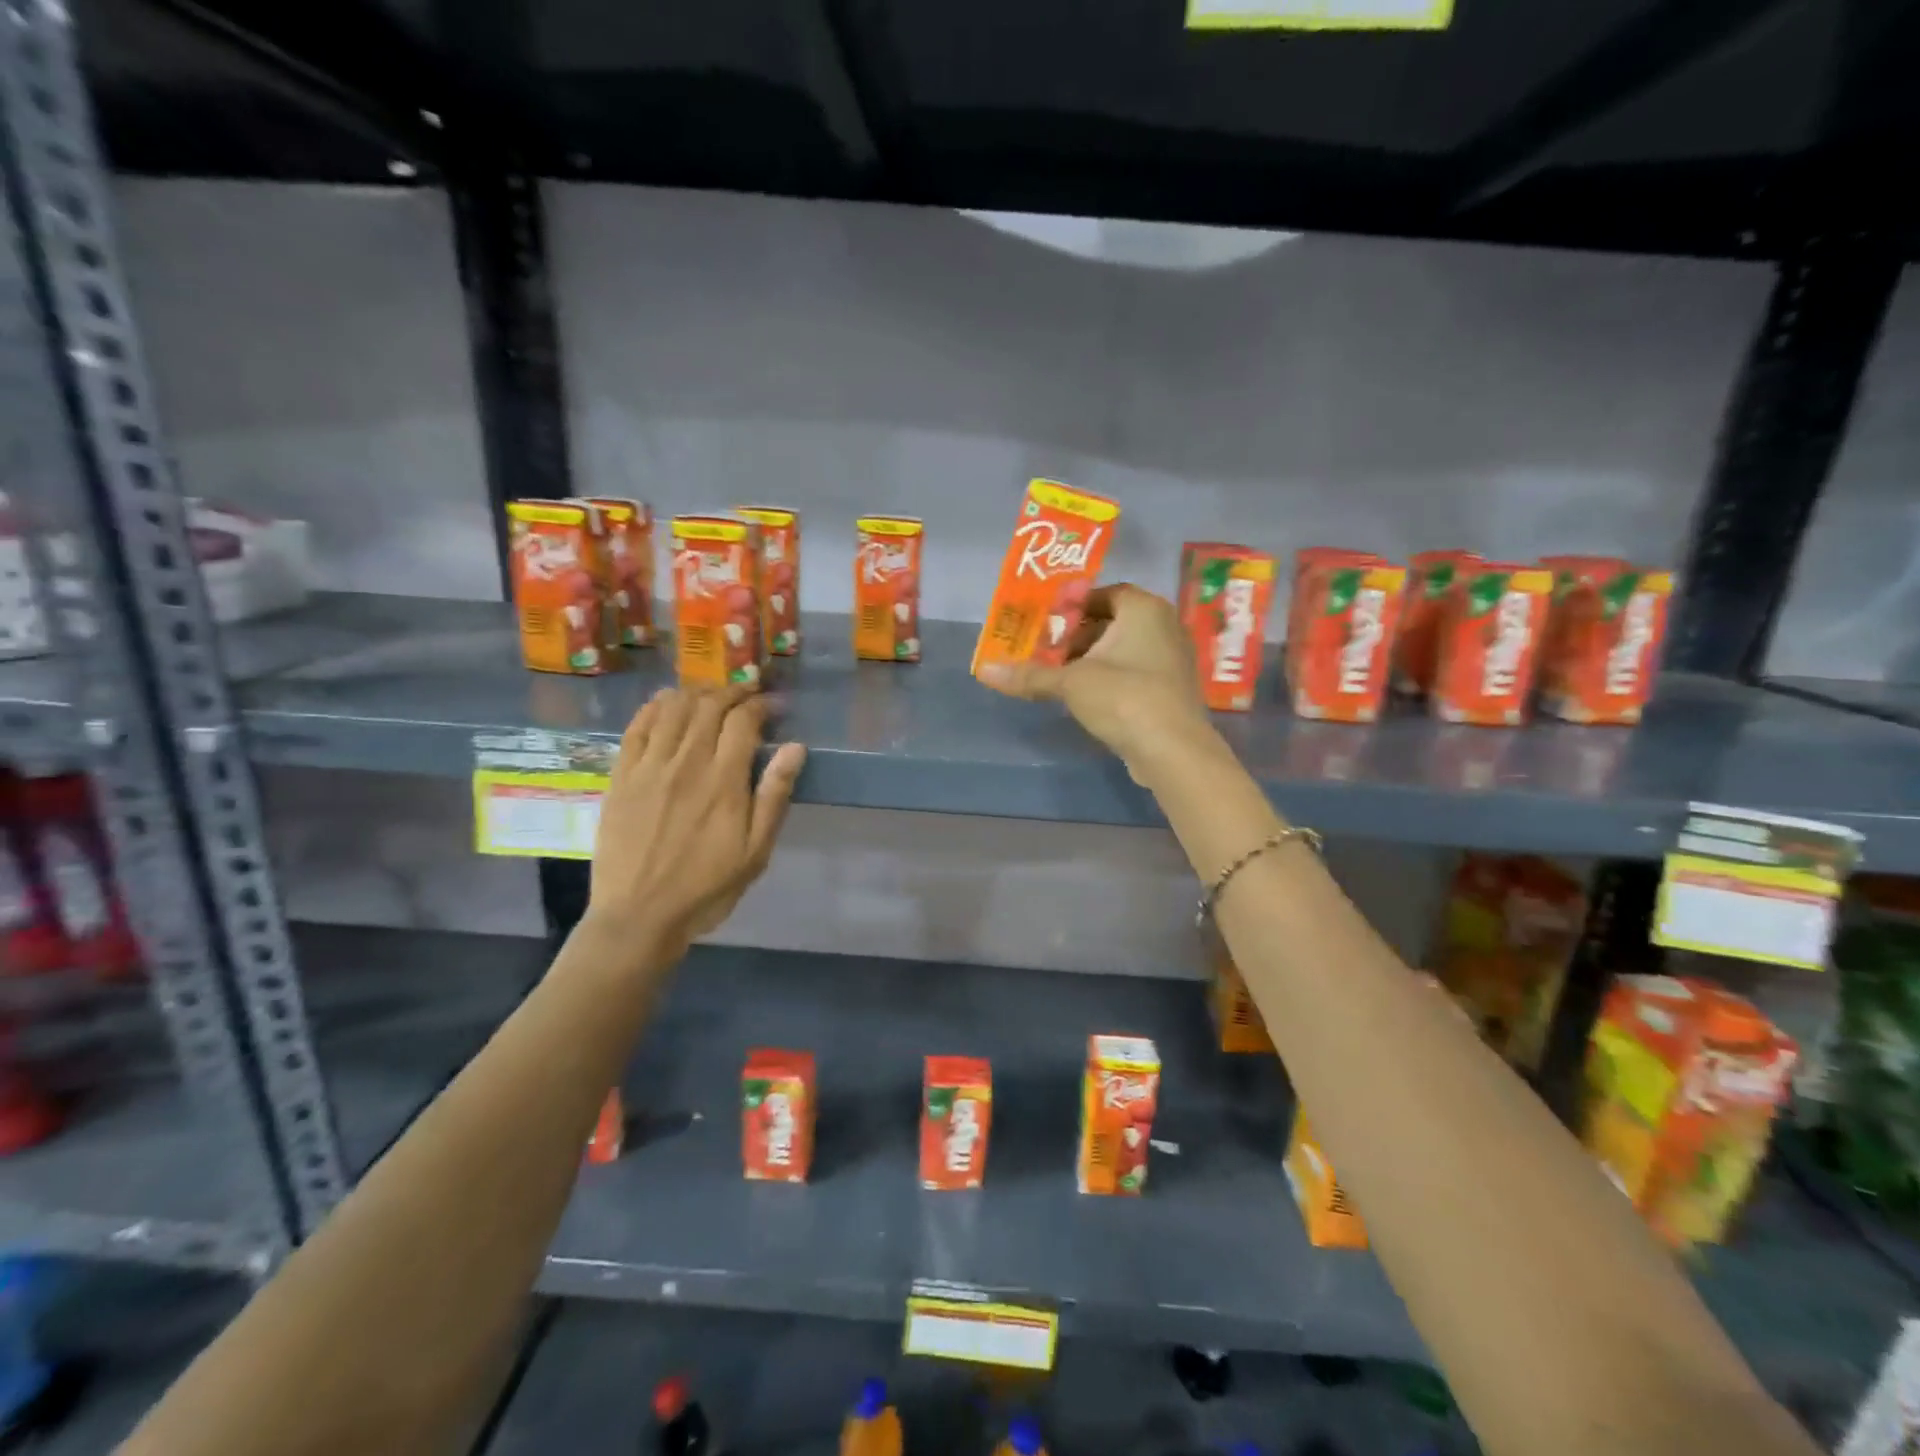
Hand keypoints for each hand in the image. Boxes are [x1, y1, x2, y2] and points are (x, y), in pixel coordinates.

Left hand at [587, 687, 806, 953]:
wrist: (639, 915)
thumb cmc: (706, 887)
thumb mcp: (755, 851)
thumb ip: (774, 796)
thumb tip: (794, 748)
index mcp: (723, 781)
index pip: (743, 721)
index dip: (761, 705)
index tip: (773, 706)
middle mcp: (686, 763)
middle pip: (709, 706)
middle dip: (733, 693)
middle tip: (747, 696)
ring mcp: (649, 766)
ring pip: (673, 708)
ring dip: (697, 693)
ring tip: (712, 696)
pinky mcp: (621, 775)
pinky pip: (638, 726)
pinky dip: (656, 706)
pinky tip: (668, 703)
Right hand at [978, 583, 1212, 779]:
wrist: (1173, 750)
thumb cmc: (1123, 697)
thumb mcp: (1070, 683)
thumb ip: (1030, 675)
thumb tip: (984, 670)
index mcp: (1144, 608)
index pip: (1102, 593)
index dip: (1071, 606)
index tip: (1044, 625)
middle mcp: (1164, 625)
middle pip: (1112, 621)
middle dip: (1077, 636)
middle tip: (1046, 651)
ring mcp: (1172, 658)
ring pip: (1123, 648)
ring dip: (1091, 659)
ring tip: (1059, 677)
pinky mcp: (1171, 689)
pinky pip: (1135, 671)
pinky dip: (1110, 677)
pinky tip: (1086, 697)